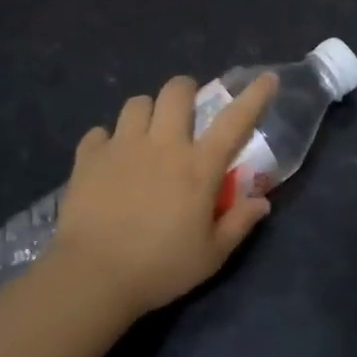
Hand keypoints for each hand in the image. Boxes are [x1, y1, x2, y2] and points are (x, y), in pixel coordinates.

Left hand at [47, 73, 279, 317]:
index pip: (235, 120)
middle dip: (185, 91)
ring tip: (145, 134)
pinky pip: (99, 133)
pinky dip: (106, 141)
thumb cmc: (159, 268)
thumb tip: (262, 203)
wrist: (92, 277)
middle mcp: (163, 145)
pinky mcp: (89, 158)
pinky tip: (108, 160)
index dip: (255, 96)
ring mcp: (123, 147)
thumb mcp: (211, 256)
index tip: (268, 78)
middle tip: (186, 112)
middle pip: (176, 91)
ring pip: (137, 103)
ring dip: (146, 113)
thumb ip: (238, 224)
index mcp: (198, 166)